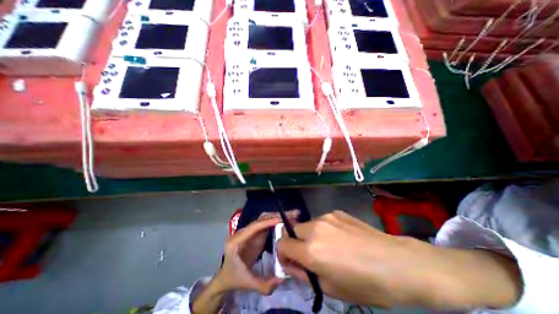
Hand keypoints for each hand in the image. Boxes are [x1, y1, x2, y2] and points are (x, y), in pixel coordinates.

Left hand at [217, 214, 290, 294]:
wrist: (227, 276)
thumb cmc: (234, 278)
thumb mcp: (248, 283)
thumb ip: (263, 285)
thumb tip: (282, 280)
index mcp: (236, 241)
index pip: (253, 228)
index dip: (267, 222)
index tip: (281, 220)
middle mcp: (243, 232)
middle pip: (260, 219)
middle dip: (276, 216)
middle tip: (292, 214)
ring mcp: (250, 232)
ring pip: (264, 219)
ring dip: (277, 216)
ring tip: (292, 216)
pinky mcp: (255, 234)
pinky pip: (266, 225)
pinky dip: (276, 222)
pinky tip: (286, 222)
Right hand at [277, 211, 522, 308]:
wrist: (397, 263)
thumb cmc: (365, 284)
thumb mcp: (331, 289)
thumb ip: (304, 274)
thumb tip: (290, 264)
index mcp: (311, 250)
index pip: (283, 244)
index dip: (284, 253)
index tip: (292, 261)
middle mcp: (314, 228)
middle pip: (292, 230)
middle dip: (295, 242)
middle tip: (310, 255)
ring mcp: (326, 217)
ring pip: (306, 224)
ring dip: (309, 235)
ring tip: (328, 247)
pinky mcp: (336, 212)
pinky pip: (321, 220)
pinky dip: (322, 229)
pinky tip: (340, 238)